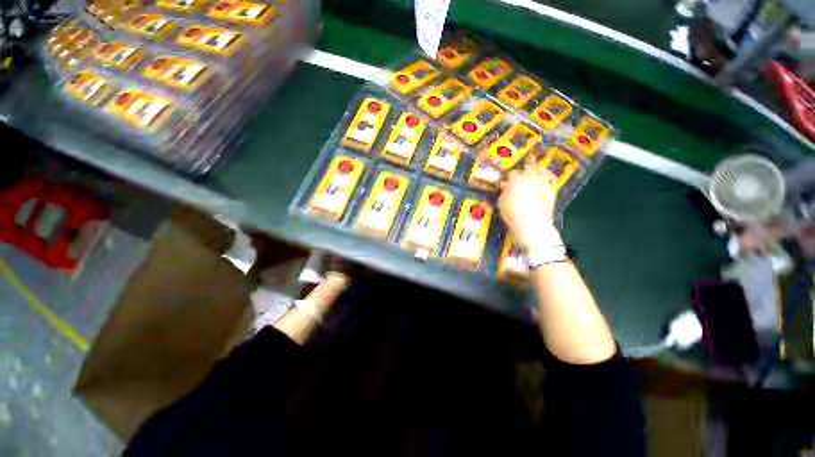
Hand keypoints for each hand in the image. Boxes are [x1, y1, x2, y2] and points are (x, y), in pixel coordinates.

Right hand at [498, 163, 561, 252]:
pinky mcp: (552, 189)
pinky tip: (545, 178)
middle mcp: (531, 177)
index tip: (507, 179)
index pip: (513, 172)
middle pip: (529, 166)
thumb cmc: (512, 214)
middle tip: (523, 169)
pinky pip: (551, 179)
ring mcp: (544, 183)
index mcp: (517, 180)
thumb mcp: (502, 203)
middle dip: (526, 166)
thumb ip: (504, 192)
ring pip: (542, 170)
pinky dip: (547, 177)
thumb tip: (505, 185)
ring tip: (535, 171)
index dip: (509, 175)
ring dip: (538, 169)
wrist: (533, 224)